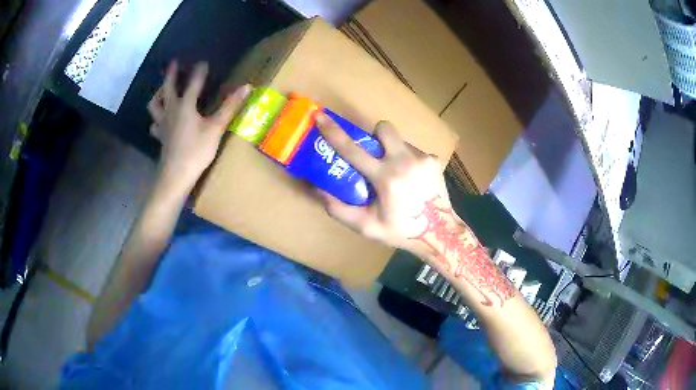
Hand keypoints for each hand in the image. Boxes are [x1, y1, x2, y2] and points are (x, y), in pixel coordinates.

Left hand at [148, 61, 250, 187]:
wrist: (176, 175)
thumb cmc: (196, 151)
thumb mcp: (216, 128)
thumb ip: (230, 106)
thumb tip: (247, 87)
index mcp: (185, 105)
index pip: (194, 83)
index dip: (200, 72)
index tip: (203, 62)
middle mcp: (171, 110)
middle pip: (168, 88)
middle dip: (171, 74)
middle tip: (173, 63)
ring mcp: (163, 124)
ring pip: (155, 104)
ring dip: (158, 94)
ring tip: (162, 90)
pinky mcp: (160, 137)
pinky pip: (154, 124)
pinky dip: (156, 119)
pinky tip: (160, 120)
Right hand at [316, 114, 452, 255]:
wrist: (440, 233)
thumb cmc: (401, 231)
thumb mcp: (366, 227)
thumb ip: (339, 209)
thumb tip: (318, 189)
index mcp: (386, 178)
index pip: (353, 150)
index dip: (333, 132)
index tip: (320, 116)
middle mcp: (406, 161)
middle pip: (384, 128)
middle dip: (374, 136)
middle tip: (372, 155)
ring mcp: (423, 158)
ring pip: (399, 140)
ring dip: (391, 151)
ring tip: (394, 174)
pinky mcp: (434, 160)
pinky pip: (413, 151)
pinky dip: (406, 160)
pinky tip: (410, 179)